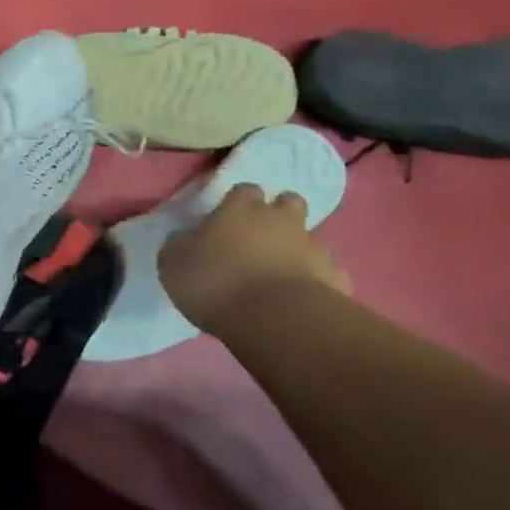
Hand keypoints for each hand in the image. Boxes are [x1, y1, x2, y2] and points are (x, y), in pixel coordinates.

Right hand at [159, 183, 349, 338]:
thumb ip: (180, 245)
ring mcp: (313, 247)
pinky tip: (299, 300)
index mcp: (241, 209)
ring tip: (278, 275)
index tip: (226, 221)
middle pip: (288, 202)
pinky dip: (314, 281)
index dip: (237, 202)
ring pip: (309, 238)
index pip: (244, 190)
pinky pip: (325, 273)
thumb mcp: (173, 263)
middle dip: (278, 214)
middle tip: (260, 238)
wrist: (275, 320)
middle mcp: (281, 220)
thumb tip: (187, 239)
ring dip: (296, 249)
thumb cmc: (216, 283)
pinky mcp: (335, 278)